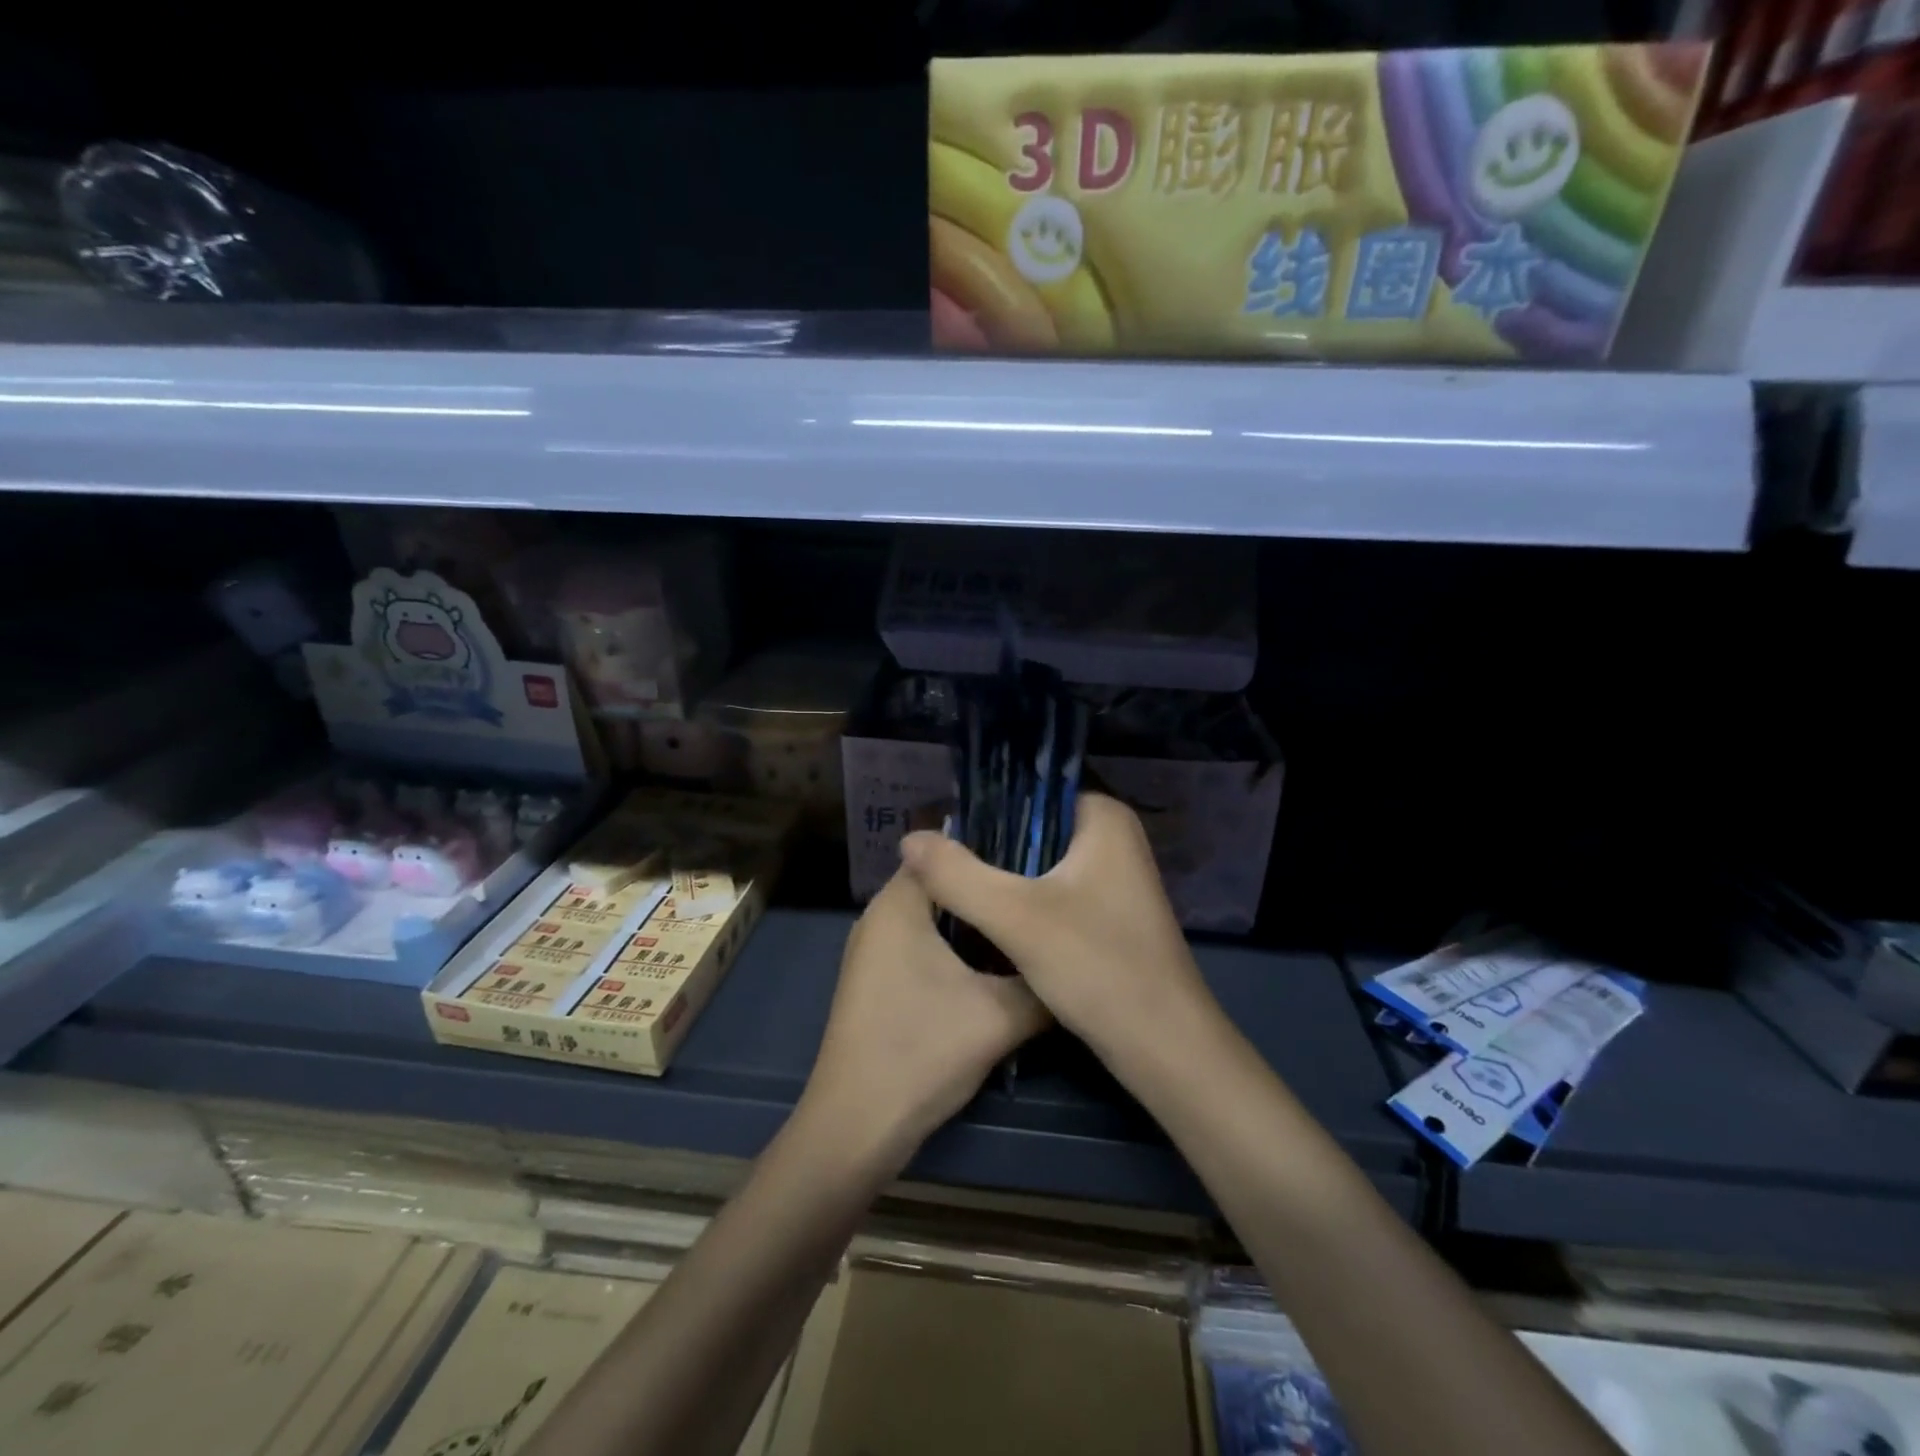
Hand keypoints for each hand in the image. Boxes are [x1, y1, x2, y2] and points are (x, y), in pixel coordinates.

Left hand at [801, 867, 1047, 1172]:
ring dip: (978, 924)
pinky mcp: (879, 981)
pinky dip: (959, 948)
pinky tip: (998, 966)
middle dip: (991, 890)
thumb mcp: (1000, 1016)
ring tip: (1030, 926)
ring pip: (937, 919)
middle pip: (945, 886)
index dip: (995, 851)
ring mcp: (875, 951)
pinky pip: (925, 944)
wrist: (856, 1127)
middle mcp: (880, 917)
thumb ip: (1043, 983)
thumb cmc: (922, 1052)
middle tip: (1044, 896)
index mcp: (898, 904)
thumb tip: (1079, 962)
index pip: (947, 852)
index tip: (1040, 861)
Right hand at [899, 793, 1215, 1066]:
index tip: (942, 831)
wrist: (1163, 1047)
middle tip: (937, 864)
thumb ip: (956, 874)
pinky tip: (986, 917)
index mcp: (1103, 818)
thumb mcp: (1015, 917)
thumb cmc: (1097, 967)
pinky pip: (1052, 890)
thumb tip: (908, 839)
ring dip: (1001, 876)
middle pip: (1032, 827)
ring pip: (1039, 862)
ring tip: (950, 886)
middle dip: (988, 846)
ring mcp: (1113, 877)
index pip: (1030, 790)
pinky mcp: (1106, 913)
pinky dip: (1021, 900)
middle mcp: (1113, 838)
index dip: (984, 808)